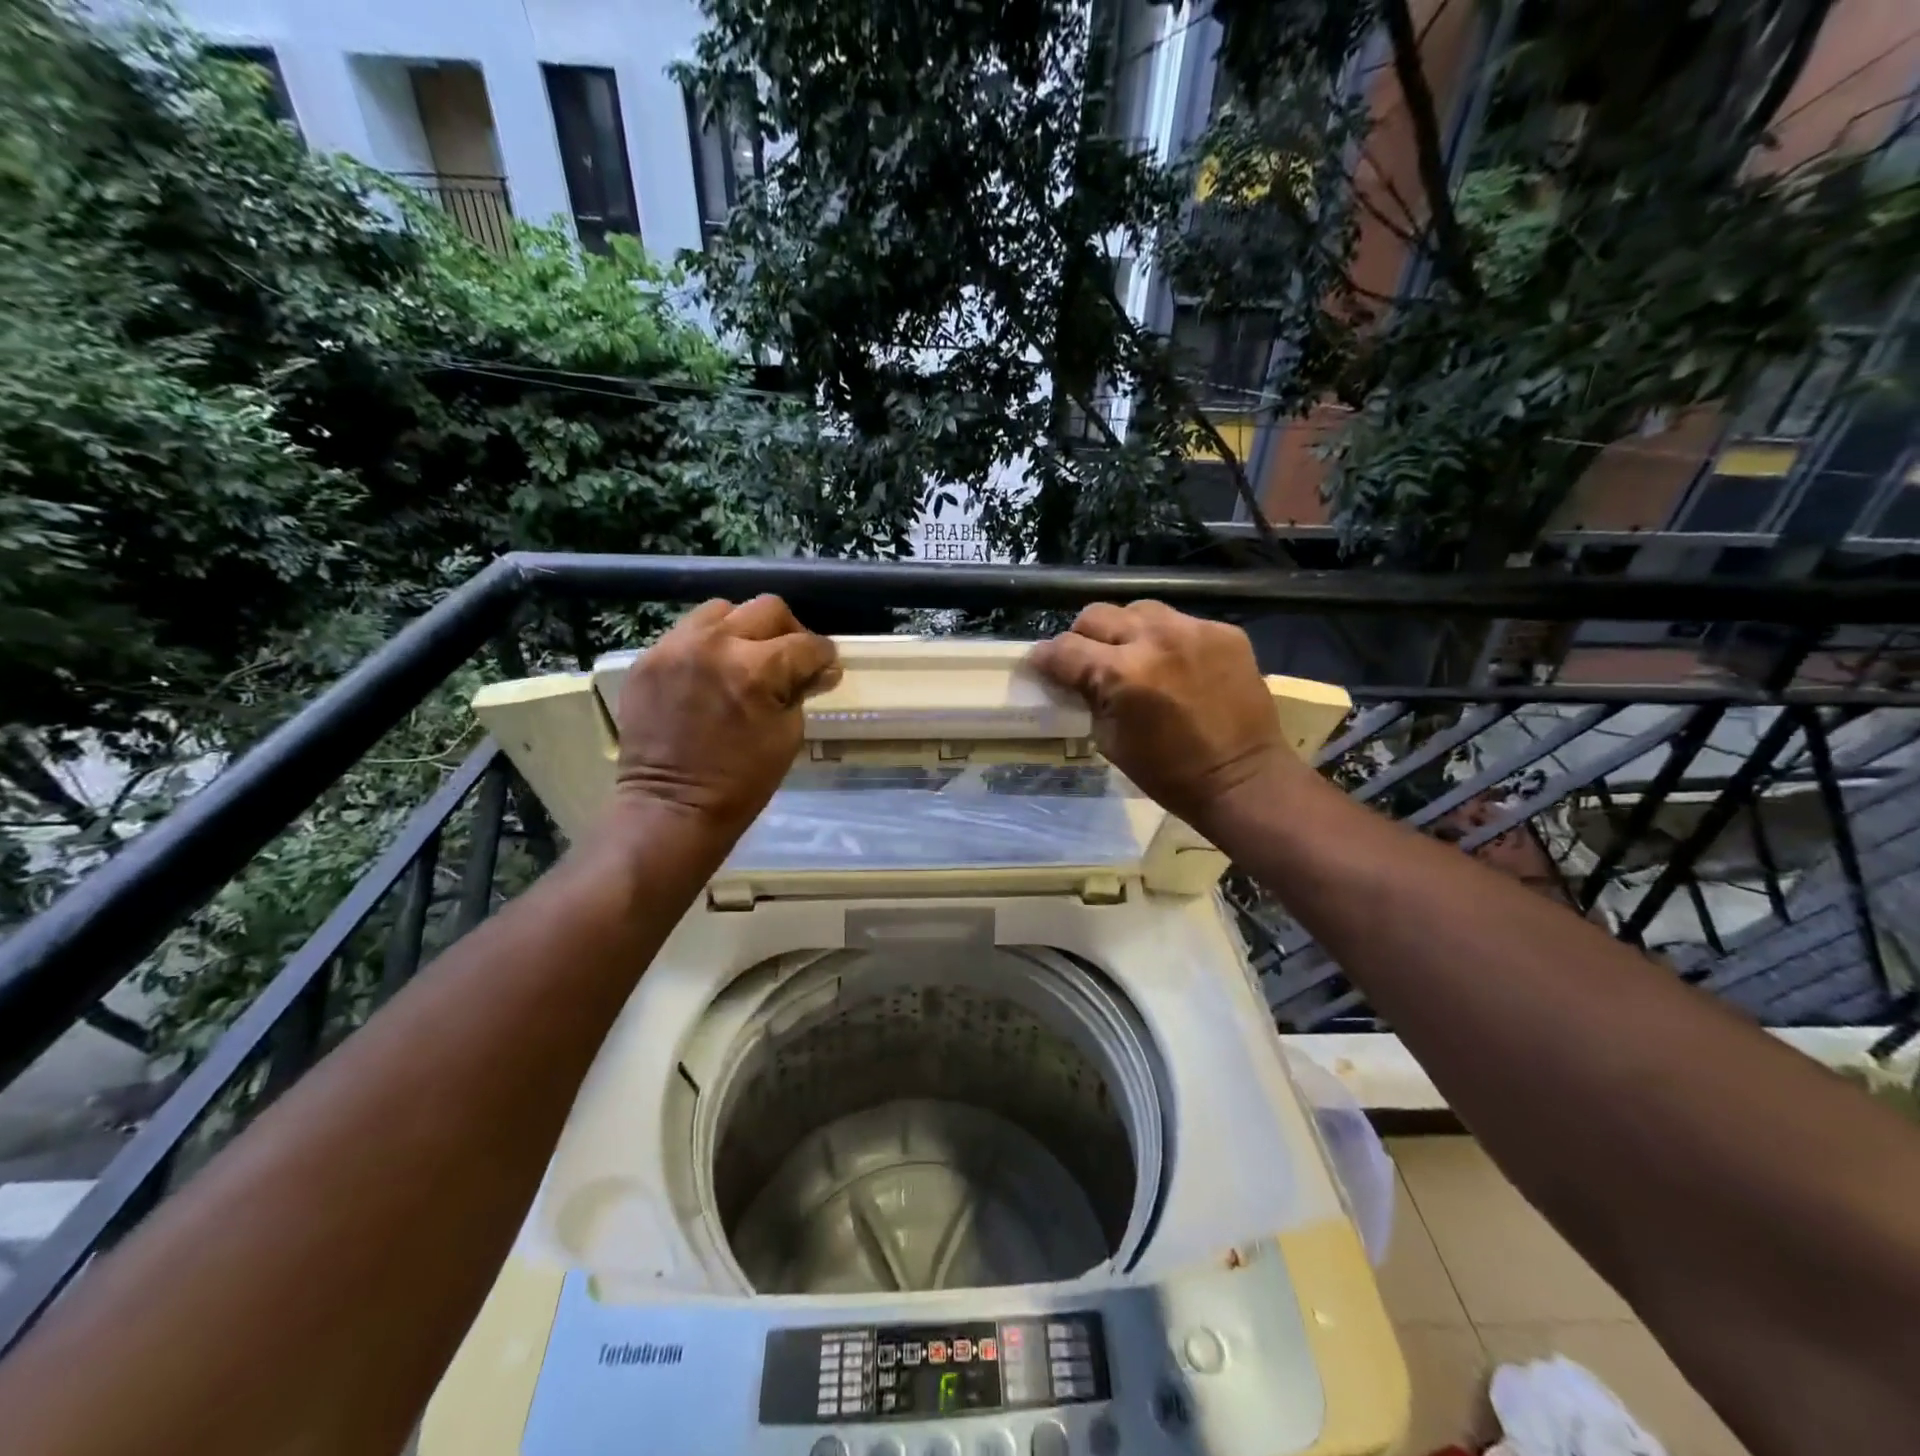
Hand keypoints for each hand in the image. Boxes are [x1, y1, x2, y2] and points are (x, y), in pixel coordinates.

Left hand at [609, 596, 839, 840]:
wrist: (671, 807)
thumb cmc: (742, 782)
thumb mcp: (788, 735)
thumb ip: (800, 690)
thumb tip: (817, 669)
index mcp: (756, 669)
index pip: (806, 644)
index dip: (824, 655)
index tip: (825, 666)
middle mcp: (715, 645)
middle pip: (767, 609)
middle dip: (788, 631)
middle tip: (790, 658)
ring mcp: (675, 648)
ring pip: (722, 610)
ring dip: (743, 630)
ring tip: (745, 658)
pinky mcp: (648, 659)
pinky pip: (687, 633)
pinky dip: (707, 646)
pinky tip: (711, 673)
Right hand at [1028, 601, 1298, 828]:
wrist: (1242, 778)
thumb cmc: (1168, 773)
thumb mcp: (1110, 741)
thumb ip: (1089, 697)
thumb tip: (1073, 677)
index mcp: (1122, 673)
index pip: (1064, 648)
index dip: (1046, 658)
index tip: (1043, 665)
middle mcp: (1155, 639)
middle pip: (1096, 615)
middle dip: (1083, 637)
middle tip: (1088, 661)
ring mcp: (1194, 629)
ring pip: (1138, 610)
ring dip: (1126, 631)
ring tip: (1133, 656)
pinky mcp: (1224, 631)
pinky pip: (1180, 622)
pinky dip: (1167, 640)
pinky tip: (1175, 665)